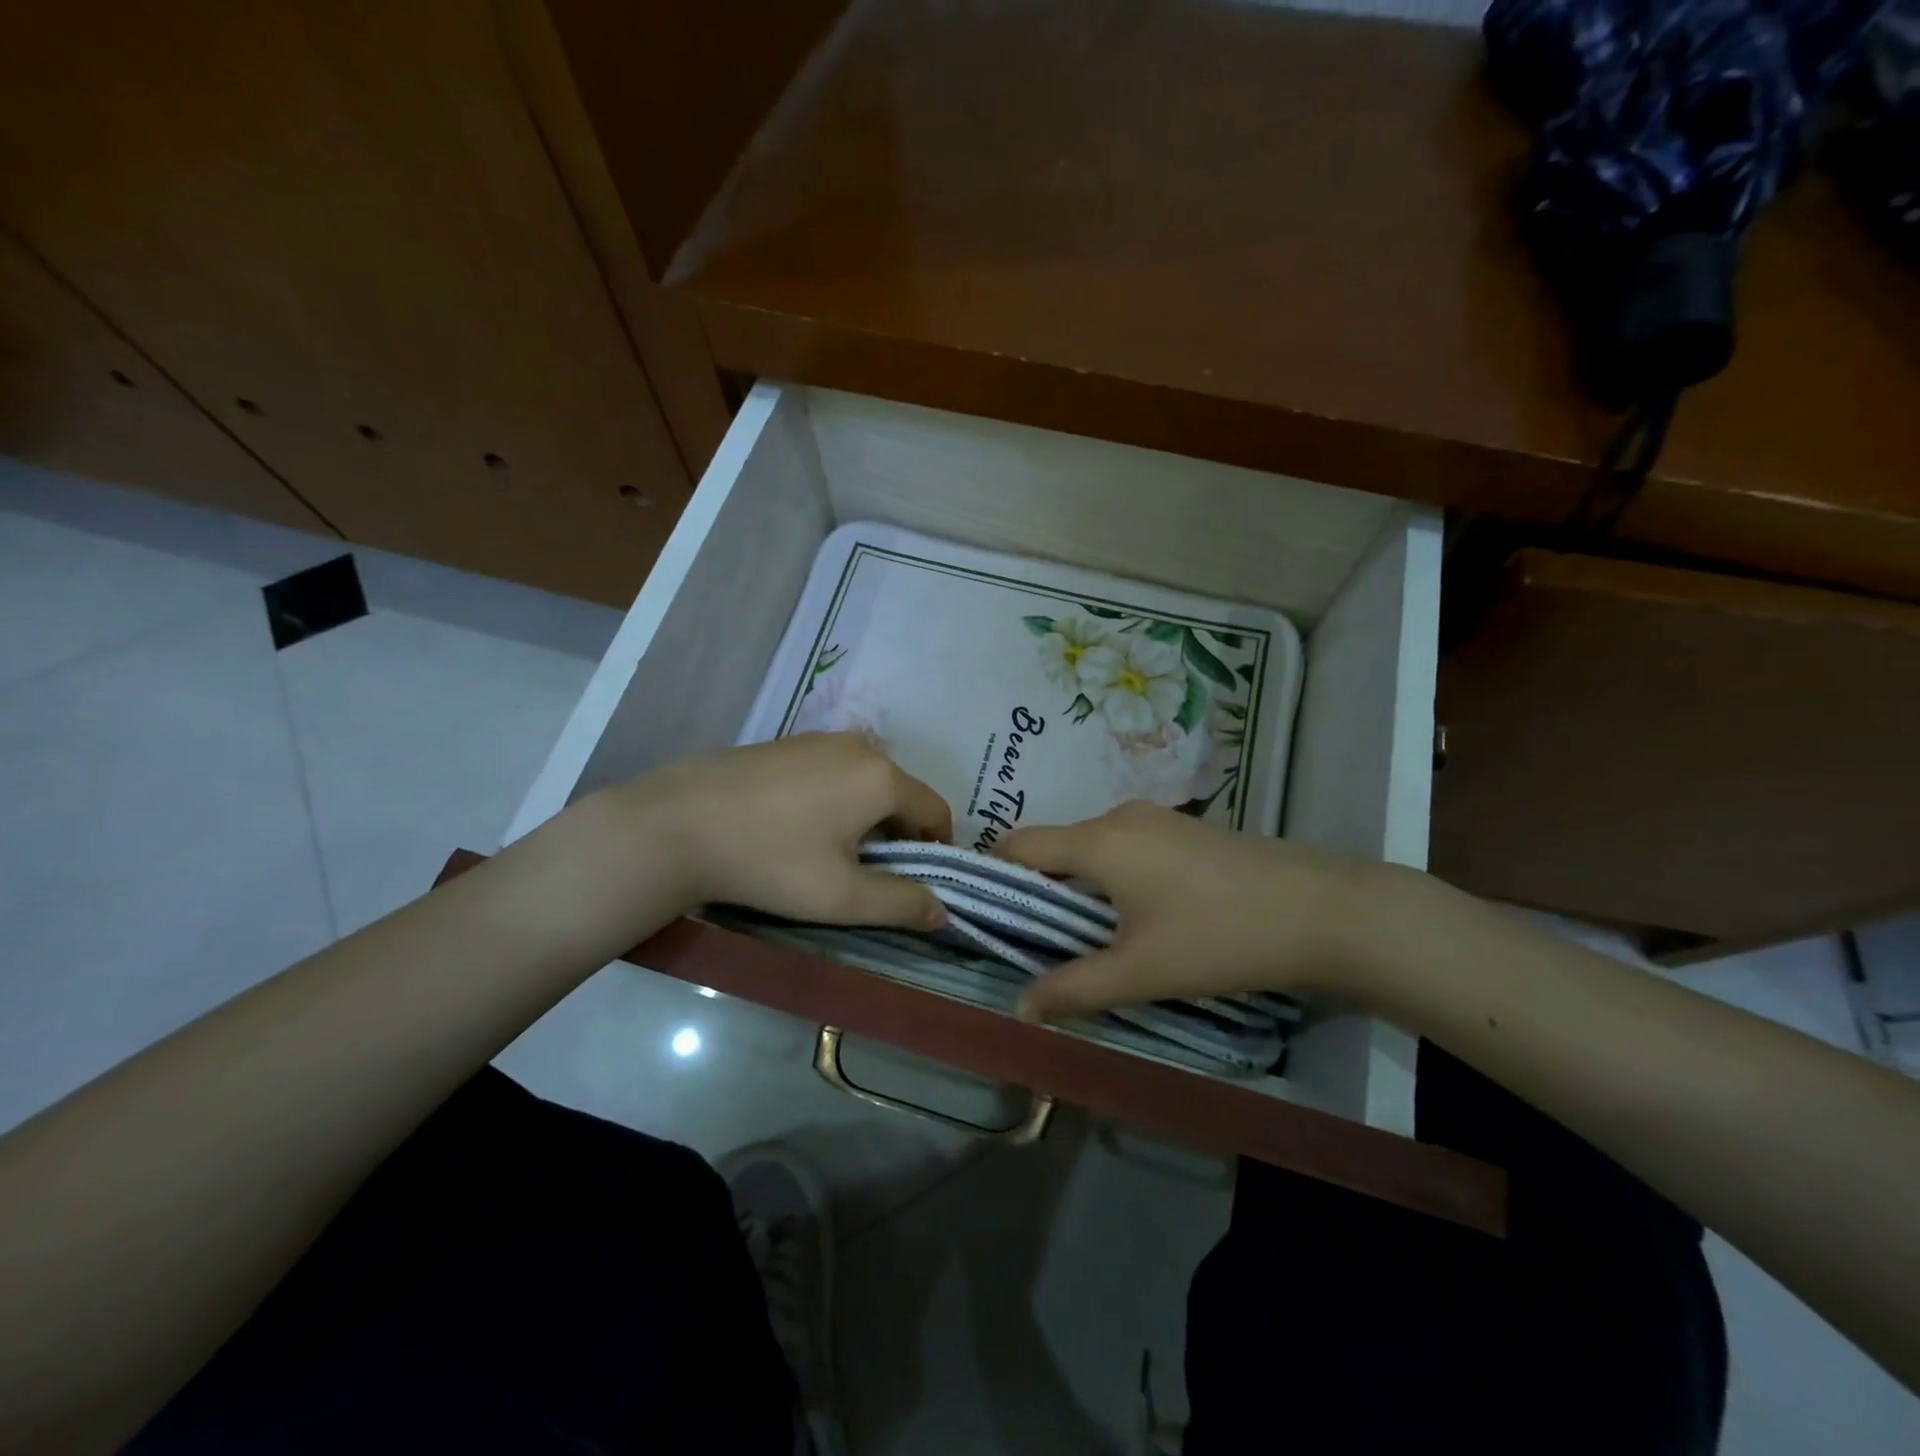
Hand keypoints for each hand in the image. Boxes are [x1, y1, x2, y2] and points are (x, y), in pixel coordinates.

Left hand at [615, 732, 952, 928]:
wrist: (677, 825)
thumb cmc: (771, 862)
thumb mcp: (842, 897)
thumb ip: (900, 904)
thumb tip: (942, 911)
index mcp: (883, 778)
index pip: (936, 810)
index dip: (937, 848)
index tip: (917, 881)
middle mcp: (860, 746)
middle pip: (901, 792)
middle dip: (899, 833)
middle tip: (871, 874)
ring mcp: (820, 739)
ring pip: (866, 780)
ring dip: (867, 815)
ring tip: (833, 853)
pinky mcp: (787, 742)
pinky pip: (833, 770)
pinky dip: (836, 797)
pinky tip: (799, 826)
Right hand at [995, 801, 1393, 1020]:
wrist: (1325, 910)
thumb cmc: (1219, 937)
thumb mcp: (1139, 972)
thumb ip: (1073, 989)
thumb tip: (1020, 1007)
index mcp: (1098, 841)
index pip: (1019, 845)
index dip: (994, 877)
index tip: (986, 918)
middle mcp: (1120, 816)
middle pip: (1055, 847)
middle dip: (1038, 892)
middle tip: (1035, 944)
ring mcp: (1157, 819)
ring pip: (1092, 849)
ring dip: (1078, 888)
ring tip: (1085, 939)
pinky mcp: (1185, 831)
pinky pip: (1125, 848)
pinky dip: (1112, 879)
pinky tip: (1136, 919)